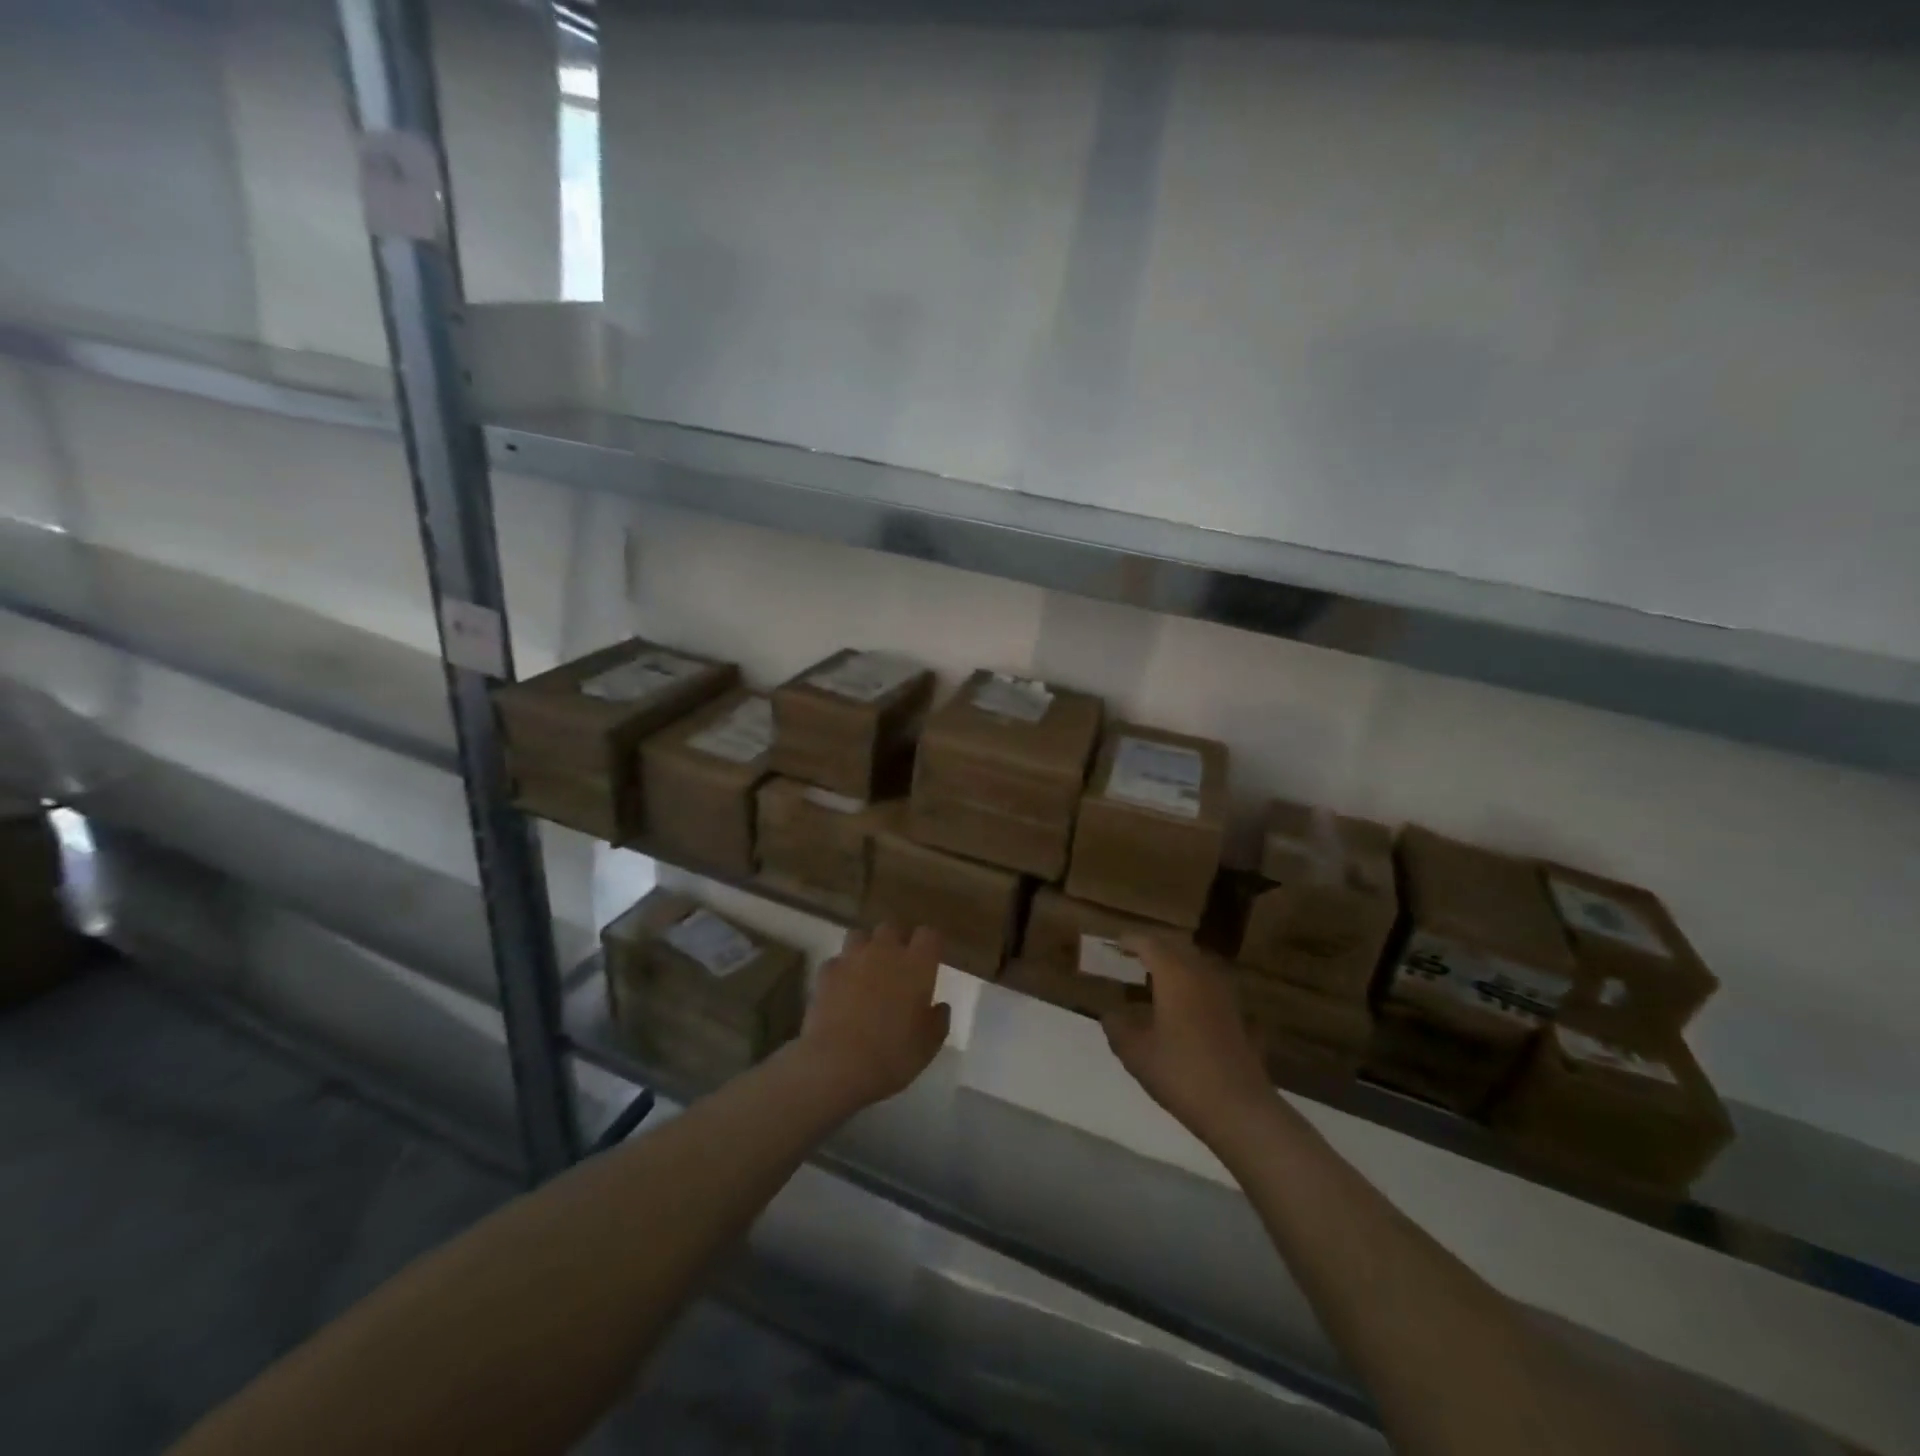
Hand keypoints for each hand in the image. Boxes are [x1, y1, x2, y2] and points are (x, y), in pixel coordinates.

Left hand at [796, 923, 949, 1112]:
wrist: (838, 1064)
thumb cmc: (893, 1055)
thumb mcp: (929, 1045)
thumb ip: (938, 1020)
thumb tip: (940, 1006)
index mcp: (917, 964)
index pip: (929, 934)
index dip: (930, 944)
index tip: (930, 958)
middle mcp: (885, 951)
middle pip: (891, 928)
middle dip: (895, 941)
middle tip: (897, 965)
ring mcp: (852, 958)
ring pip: (859, 936)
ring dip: (865, 948)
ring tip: (866, 971)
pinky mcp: (826, 973)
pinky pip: (836, 962)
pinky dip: (840, 971)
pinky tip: (840, 990)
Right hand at [1102, 937, 1272, 1143]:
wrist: (1238, 1107)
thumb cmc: (1180, 1072)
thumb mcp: (1135, 1052)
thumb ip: (1117, 1027)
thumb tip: (1110, 1013)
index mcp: (1174, 975)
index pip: (1149, 944)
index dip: (1131, 941)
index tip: (1116, 944)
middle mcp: (1202, 975)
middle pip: (1177, 949)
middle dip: (1155, 950)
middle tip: (1134, 958)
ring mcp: (1225, 996)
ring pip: (1198, 967)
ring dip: (1177, 967)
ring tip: (1157, 981)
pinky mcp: (1239, 1017)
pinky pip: (1212, 990)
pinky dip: (1195, 989)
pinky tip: (1187, 1009)